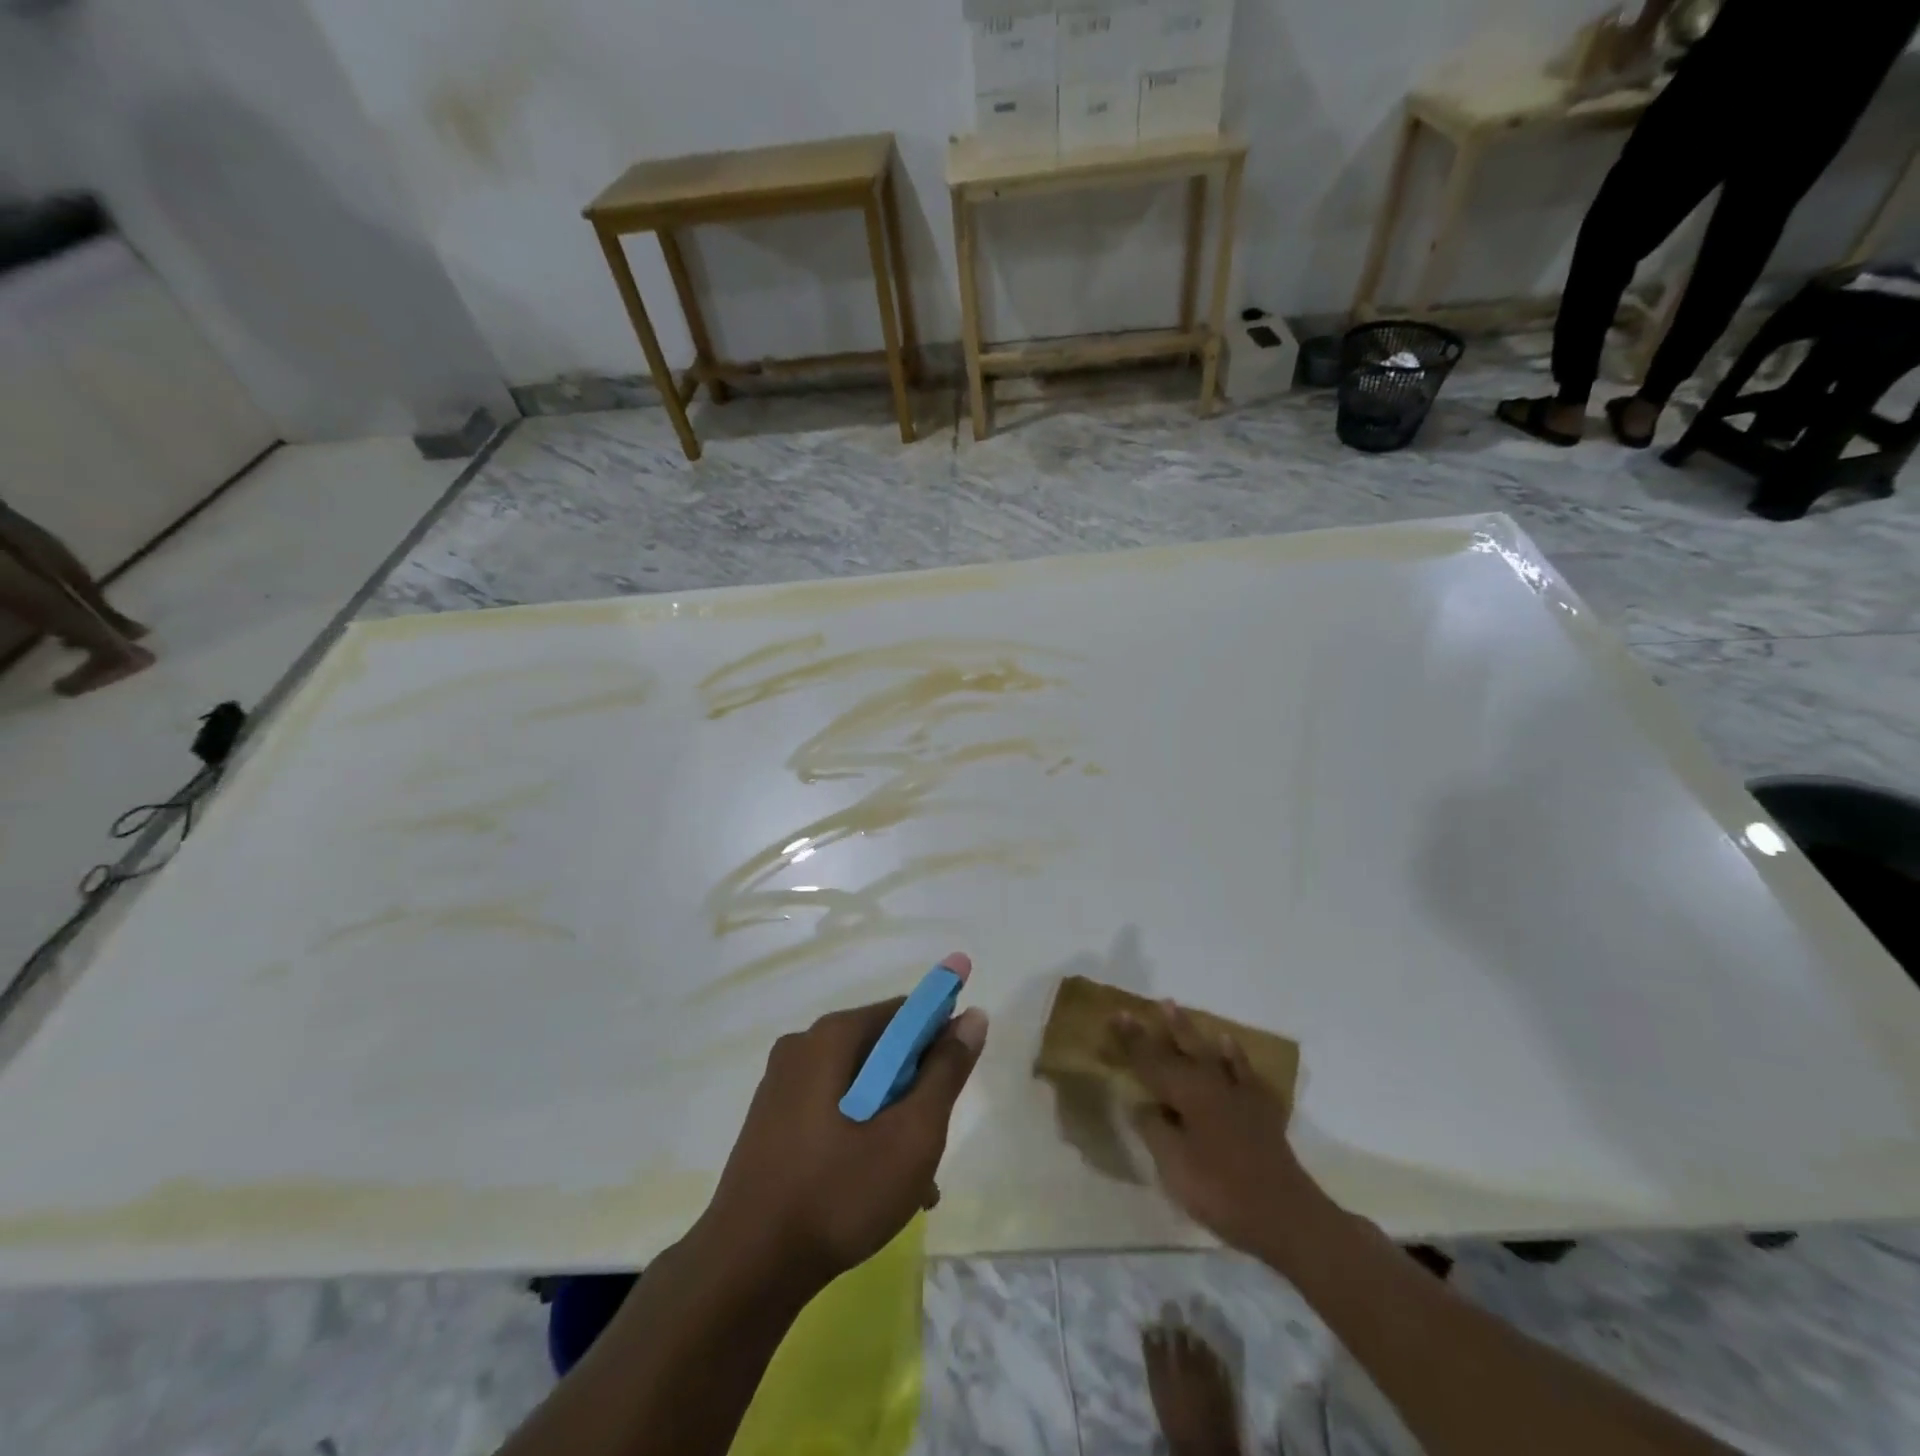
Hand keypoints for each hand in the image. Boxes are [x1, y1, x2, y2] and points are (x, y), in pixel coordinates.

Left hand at [702, 954, 987, 1290]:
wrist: (745, 1271)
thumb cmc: (837, 1194)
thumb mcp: (911, 1135)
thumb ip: (945, 1072)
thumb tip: (972, 1016)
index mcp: (831, 1036)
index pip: (904, 1011)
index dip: (941, 1035)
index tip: (960, 1077)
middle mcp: (802, 1047)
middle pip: (882, 1051)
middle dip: (917, 1090)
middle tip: (935, 1141)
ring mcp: (781, 1086)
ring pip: (860, 1087)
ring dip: (894, 1121)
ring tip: (916, 1183)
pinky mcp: (772, 1123)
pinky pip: (833, 1111)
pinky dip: (862, 1135)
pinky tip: (879, 1189)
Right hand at [1114, 1001, 1329, 1260]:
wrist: (1286, 1215)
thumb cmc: (1221, 1191)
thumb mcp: (1174, 1166)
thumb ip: (1155, 1130)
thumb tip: (1140, 1104)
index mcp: (1188, 1094)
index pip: (1151, 1062)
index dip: (1133, 1040)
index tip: (1118, 1015)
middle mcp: (1212, 1084)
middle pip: (1182, 1049)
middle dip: (1164, 1027)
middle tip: (1150, 1003)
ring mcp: (1239, 1095)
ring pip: (1210, 1053)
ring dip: (1192, 1032)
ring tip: (1177, 1009)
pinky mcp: (1260, 1111)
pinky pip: (1243, 1072)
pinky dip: (1234, 1056)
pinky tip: (1229, 1045)